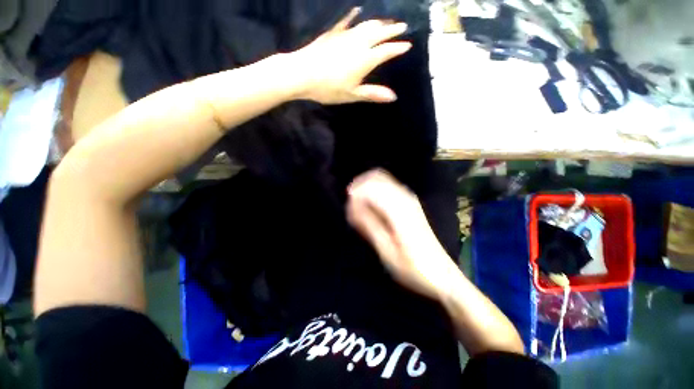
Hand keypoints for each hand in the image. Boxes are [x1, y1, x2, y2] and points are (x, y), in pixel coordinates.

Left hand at [289, 8, 411, 103]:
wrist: (302, 73)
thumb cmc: (328, 88)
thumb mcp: (352, 95)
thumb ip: (373, 94)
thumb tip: (394, 96)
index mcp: (365, 59)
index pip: (386, 50)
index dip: (398, 48)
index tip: (408, 44)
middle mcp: (358, 43)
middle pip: (379, 33)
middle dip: (392, 30)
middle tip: (402, 26)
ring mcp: (345, 36)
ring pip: (366, 25)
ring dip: (378, 23)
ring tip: (386, 22)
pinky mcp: (333, 34)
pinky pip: (347, 21)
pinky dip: (354, 16)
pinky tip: (357, 11)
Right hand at [346, 170, 459, 300]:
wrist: (440, 273)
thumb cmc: (412, 266)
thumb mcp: (386, 250)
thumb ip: (369, 224)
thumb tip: (352, 205)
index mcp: (399, 209)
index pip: (370, 188)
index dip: (355, 197)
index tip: (349, 214)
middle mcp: (405, 197)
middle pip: (375, 178)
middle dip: (359, 190)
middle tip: (352, 212)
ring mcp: (409, 198)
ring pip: (381, 179)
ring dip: (366, 189)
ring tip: (359, 211)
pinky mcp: (409, 201)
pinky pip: (387, 186)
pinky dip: (374, 191)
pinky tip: (371, 208)